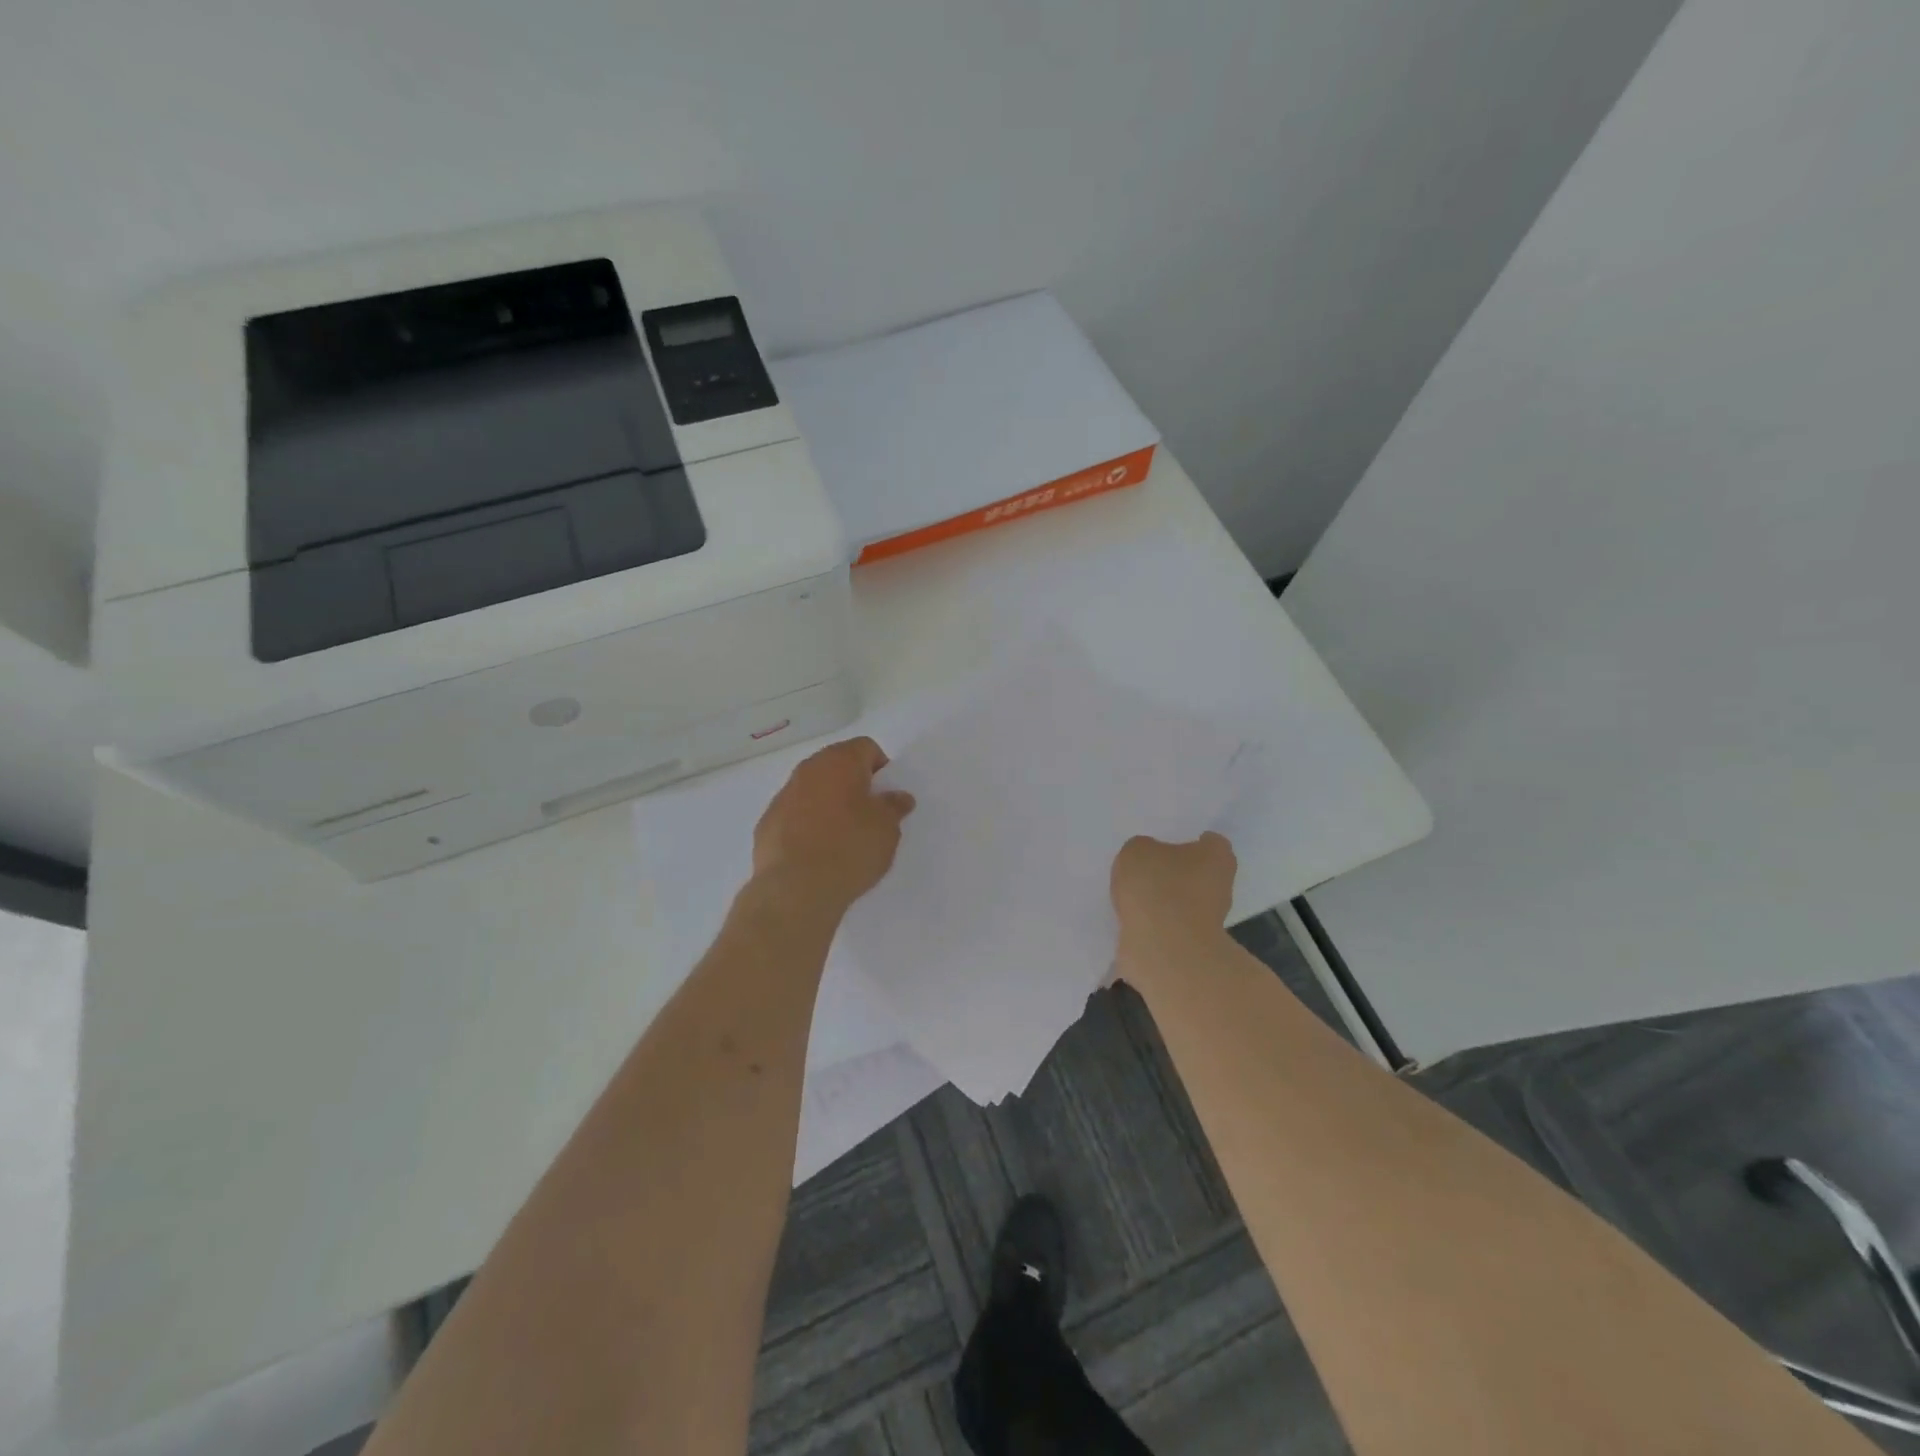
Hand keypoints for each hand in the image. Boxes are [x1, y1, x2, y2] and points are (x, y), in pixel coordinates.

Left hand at [752, 737, 916, 914]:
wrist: (795, 888)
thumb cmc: (850, 848)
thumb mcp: (887, 829)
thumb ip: (894, 807)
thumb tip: (898, 797)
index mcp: (840, 762)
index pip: (866, 748)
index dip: (881, 768)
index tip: (886, 796)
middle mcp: (808, 770)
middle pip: (836, 765)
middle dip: (853, 783)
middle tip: (867, 815)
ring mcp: (783, 795)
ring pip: (812, 789)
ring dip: (827, 803)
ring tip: (841, 837)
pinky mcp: (766, 823)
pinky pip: (794, 814)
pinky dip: (806, 824)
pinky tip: (816, 852)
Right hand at [1111, 832, 1237, 982]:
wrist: (1163, 948)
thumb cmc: (1157, 887)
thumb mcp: (1137, 851)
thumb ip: (1143, 850)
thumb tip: (1147, 860)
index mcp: (1216, 856)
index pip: (1211, 842)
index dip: (1193, 841)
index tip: (1172, 843)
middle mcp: (1221, 886)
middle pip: (1200, 872)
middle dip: (1178, 871)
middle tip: (1149, 868)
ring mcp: (1209, 919)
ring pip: (1186, 901)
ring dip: (1166, 900)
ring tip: (1135, 896)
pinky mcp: (1192, 945)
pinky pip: (1171, 926)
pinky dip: (1156, 923)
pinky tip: (1134, 919)